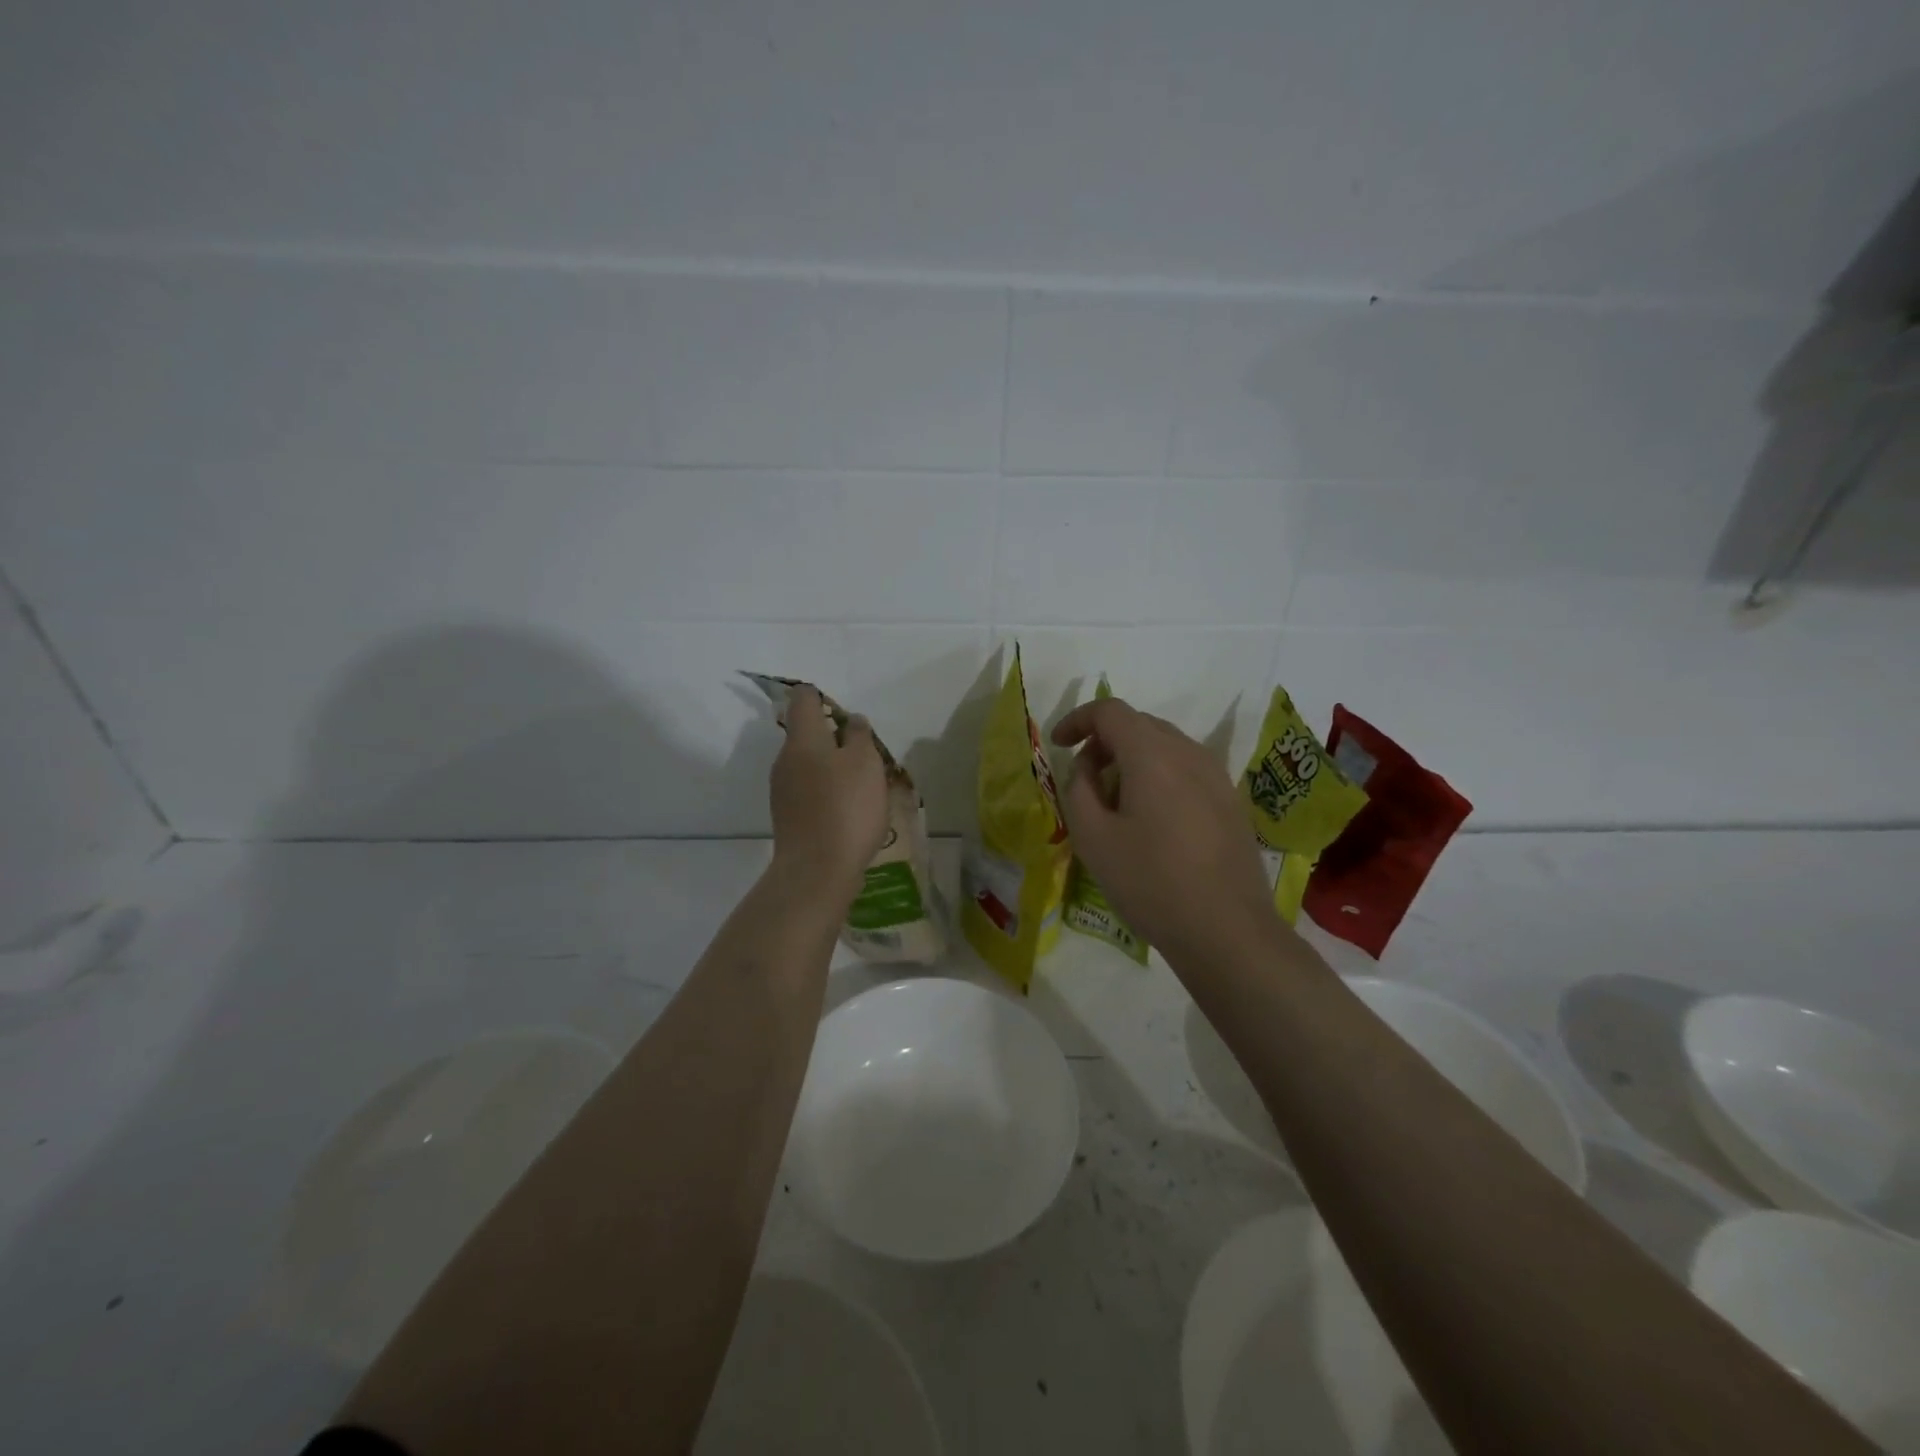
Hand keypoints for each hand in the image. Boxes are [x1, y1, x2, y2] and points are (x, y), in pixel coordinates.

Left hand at [769, 684, 889, 907]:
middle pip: (806, 734)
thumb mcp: (865, 763)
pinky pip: (809, 790)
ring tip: (863, 784)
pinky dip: (827, 791)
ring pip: (809, 764)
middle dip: (834, 737)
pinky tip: (849, 809)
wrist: (817, 871)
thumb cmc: (846, 808)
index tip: (844, 711)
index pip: (804, 699)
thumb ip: (859, 736)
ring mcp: (782, 790)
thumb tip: (851, 721)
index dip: (821, 696)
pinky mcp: (788, 816)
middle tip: (866, 752)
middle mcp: (785, 760)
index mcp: (803, 739)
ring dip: (832, 767)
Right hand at [1052, 696, 1278, 962]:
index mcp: (1152, 755)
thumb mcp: (1093, 838)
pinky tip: (1152, 818)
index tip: (1057, 745)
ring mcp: (1216, 775)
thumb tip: (1087, 768)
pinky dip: (1159, 775)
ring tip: (1116, 801)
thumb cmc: (1151, 883)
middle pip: (1140, 724)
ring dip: (1132, 759)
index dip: (1078, 720)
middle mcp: (1189, 753)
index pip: (1110, 711)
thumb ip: (1078, 790)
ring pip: (1165, 746)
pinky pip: (1186, 769)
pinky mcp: (1231, 800)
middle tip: (1084, 778)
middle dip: (1104, 741)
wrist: (1227, 930)